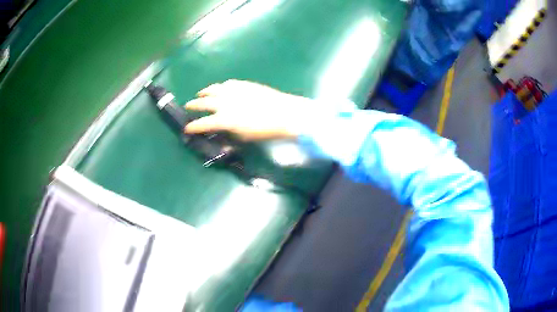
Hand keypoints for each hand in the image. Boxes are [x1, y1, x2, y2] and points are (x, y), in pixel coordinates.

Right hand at [184, 80, 316, 140]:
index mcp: (224, 119)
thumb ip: (228, 134)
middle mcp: (224, 103)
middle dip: (193, 105)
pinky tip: (221, 88)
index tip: (187, 129)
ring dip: (204, 92)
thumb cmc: (264, 130)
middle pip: (203, 102)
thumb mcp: (243, 137)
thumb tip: (220, 133)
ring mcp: (233, 91)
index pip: (202, 123)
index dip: (193, 127)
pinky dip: (220, 87)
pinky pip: (227, 84)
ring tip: (201, 94)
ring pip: (213, 89)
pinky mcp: (243, 84)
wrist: (283, 113)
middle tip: (188, 106)